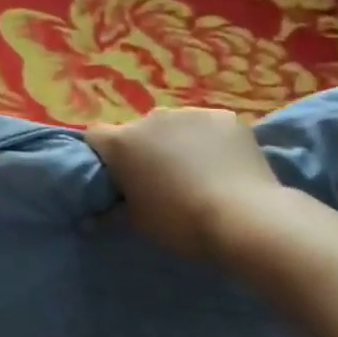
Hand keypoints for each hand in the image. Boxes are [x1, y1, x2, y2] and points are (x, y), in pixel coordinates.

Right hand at [84, 108, 283, 258]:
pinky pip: (209, 126)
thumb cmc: (181, 223)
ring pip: (175, 126)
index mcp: (121, 143)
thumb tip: (92, 219)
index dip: (103, 154)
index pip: (95, 136)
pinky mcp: (224, 116)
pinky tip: (226, 164)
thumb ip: (113, 211)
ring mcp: (189, 113)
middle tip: (162, 179)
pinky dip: (211, 140)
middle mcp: (150, 118)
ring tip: (199, 172)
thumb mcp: (139, 223)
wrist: (245, 218)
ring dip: (178, 142)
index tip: (117, 176)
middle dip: (146, 149)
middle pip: (138, 130)